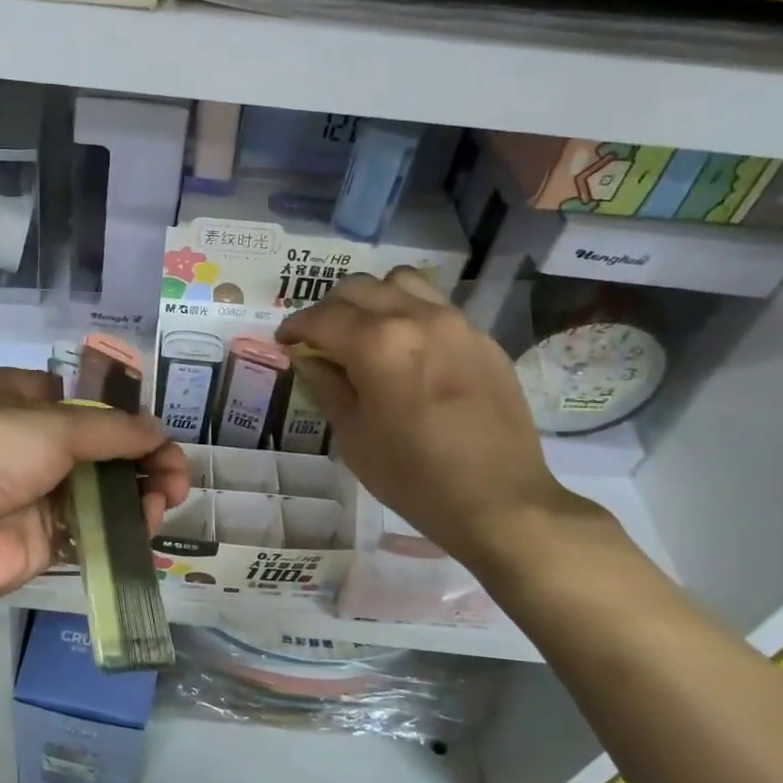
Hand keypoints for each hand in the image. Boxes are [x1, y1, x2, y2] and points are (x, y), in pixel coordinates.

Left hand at [0, 368, 189, 616]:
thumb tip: (158, 431)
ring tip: (168, 496)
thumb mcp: (52, 423)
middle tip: (176, 474)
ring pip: (105, 488)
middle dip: (144, 456)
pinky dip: (126, 524)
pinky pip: (96, 526)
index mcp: (23, 398)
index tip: (157, 429)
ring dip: (141, 490)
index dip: (126, 413)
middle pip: (103, 446)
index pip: (87, 400)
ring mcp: (39, 492)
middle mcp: (32, 442)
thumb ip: (112, 429)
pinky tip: (148, 521)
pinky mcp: (46, 538)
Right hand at [277, 268, 594, 576]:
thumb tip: (309, 359)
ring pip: (402, 282)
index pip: (322, 317)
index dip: (295, 326)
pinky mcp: (482, 338)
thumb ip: (327, 386)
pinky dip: (410, 314)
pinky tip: (409, 351)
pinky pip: (436, 306)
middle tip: (320, 339)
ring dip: (373, 299)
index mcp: (377, 343)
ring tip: (366, 331)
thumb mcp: (353, 435)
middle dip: (330, 309)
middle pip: (359, 288)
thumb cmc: (412, 475)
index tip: (285, 341)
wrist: (498, 500)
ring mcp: (455, 323)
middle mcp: (416, 318)